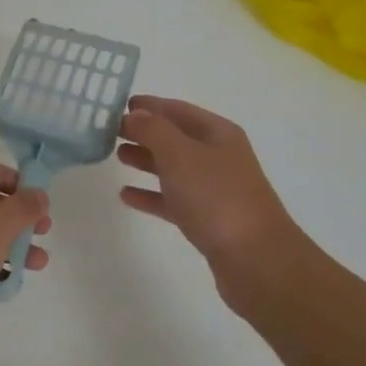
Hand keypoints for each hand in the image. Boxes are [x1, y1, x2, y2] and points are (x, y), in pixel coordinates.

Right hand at [117, 96, 314, 310]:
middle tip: (109, 131)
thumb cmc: (216, 197)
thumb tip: (134, 114)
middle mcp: (218, 157)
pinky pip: (173, 200)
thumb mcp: (180, 154)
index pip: (177, 109)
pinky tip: (126, 195)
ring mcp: (214, 190)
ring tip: (117, 156)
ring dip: (146, 160)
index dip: (149, 105)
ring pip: (173, 168)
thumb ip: (153, 130)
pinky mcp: (208, 220)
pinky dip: (151, 195)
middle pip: (175, 137)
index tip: (117, 106)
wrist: (256, 260)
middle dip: (144, 132)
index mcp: (218, 133)